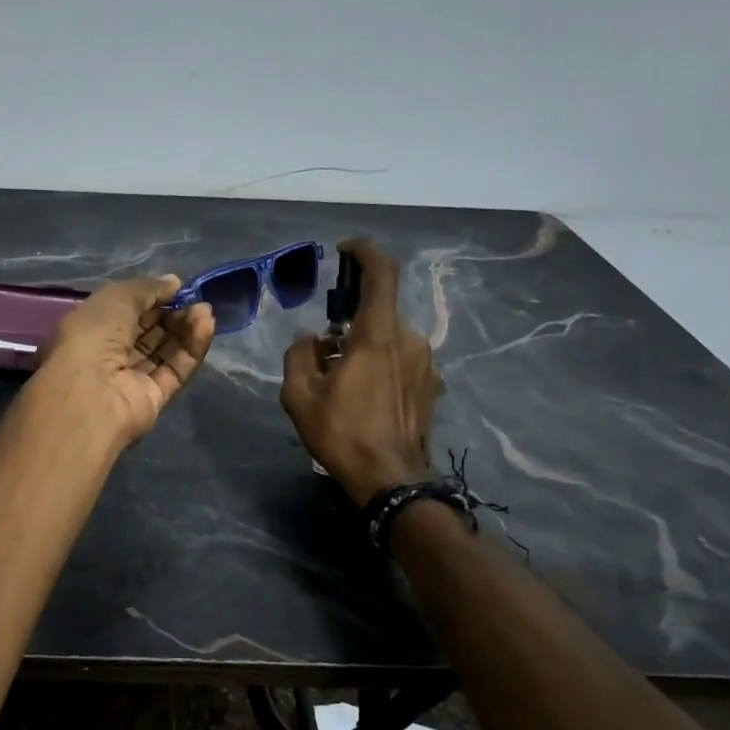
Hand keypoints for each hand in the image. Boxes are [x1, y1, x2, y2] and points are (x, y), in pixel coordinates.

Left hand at [35, 276, 215, 446]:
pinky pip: (175, 369)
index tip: (177, 287)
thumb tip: (174, 282)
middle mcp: (111, 353)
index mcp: (92, 328)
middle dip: (174, 312)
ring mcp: (133, 377)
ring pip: (165, 349)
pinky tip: (206, 327)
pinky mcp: (154, 397)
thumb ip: (147, 288)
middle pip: (150, 330)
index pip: (128, 310)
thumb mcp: (117, 297)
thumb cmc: (94, 335)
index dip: (153, 297)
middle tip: (197, 299)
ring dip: (186, 328)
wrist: (92, 392)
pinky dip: (191, 348)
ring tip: (205, 311)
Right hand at [281, 238, 440, 504]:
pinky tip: (361, 393)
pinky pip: (401, 358)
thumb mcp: (300, 395)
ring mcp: (425, 363)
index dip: (364, 252)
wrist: (391, 480)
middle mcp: (409, 339)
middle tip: (323, 346)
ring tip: (339, 377)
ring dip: (363, 344)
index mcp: (378, 335)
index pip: (381, 273)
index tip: (345, 249)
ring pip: (389, 336)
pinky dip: (379, 362)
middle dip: (349, 319)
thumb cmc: (342, 433)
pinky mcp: (431, 384)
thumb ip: (299, 355)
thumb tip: (309, 339)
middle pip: (378, 311)